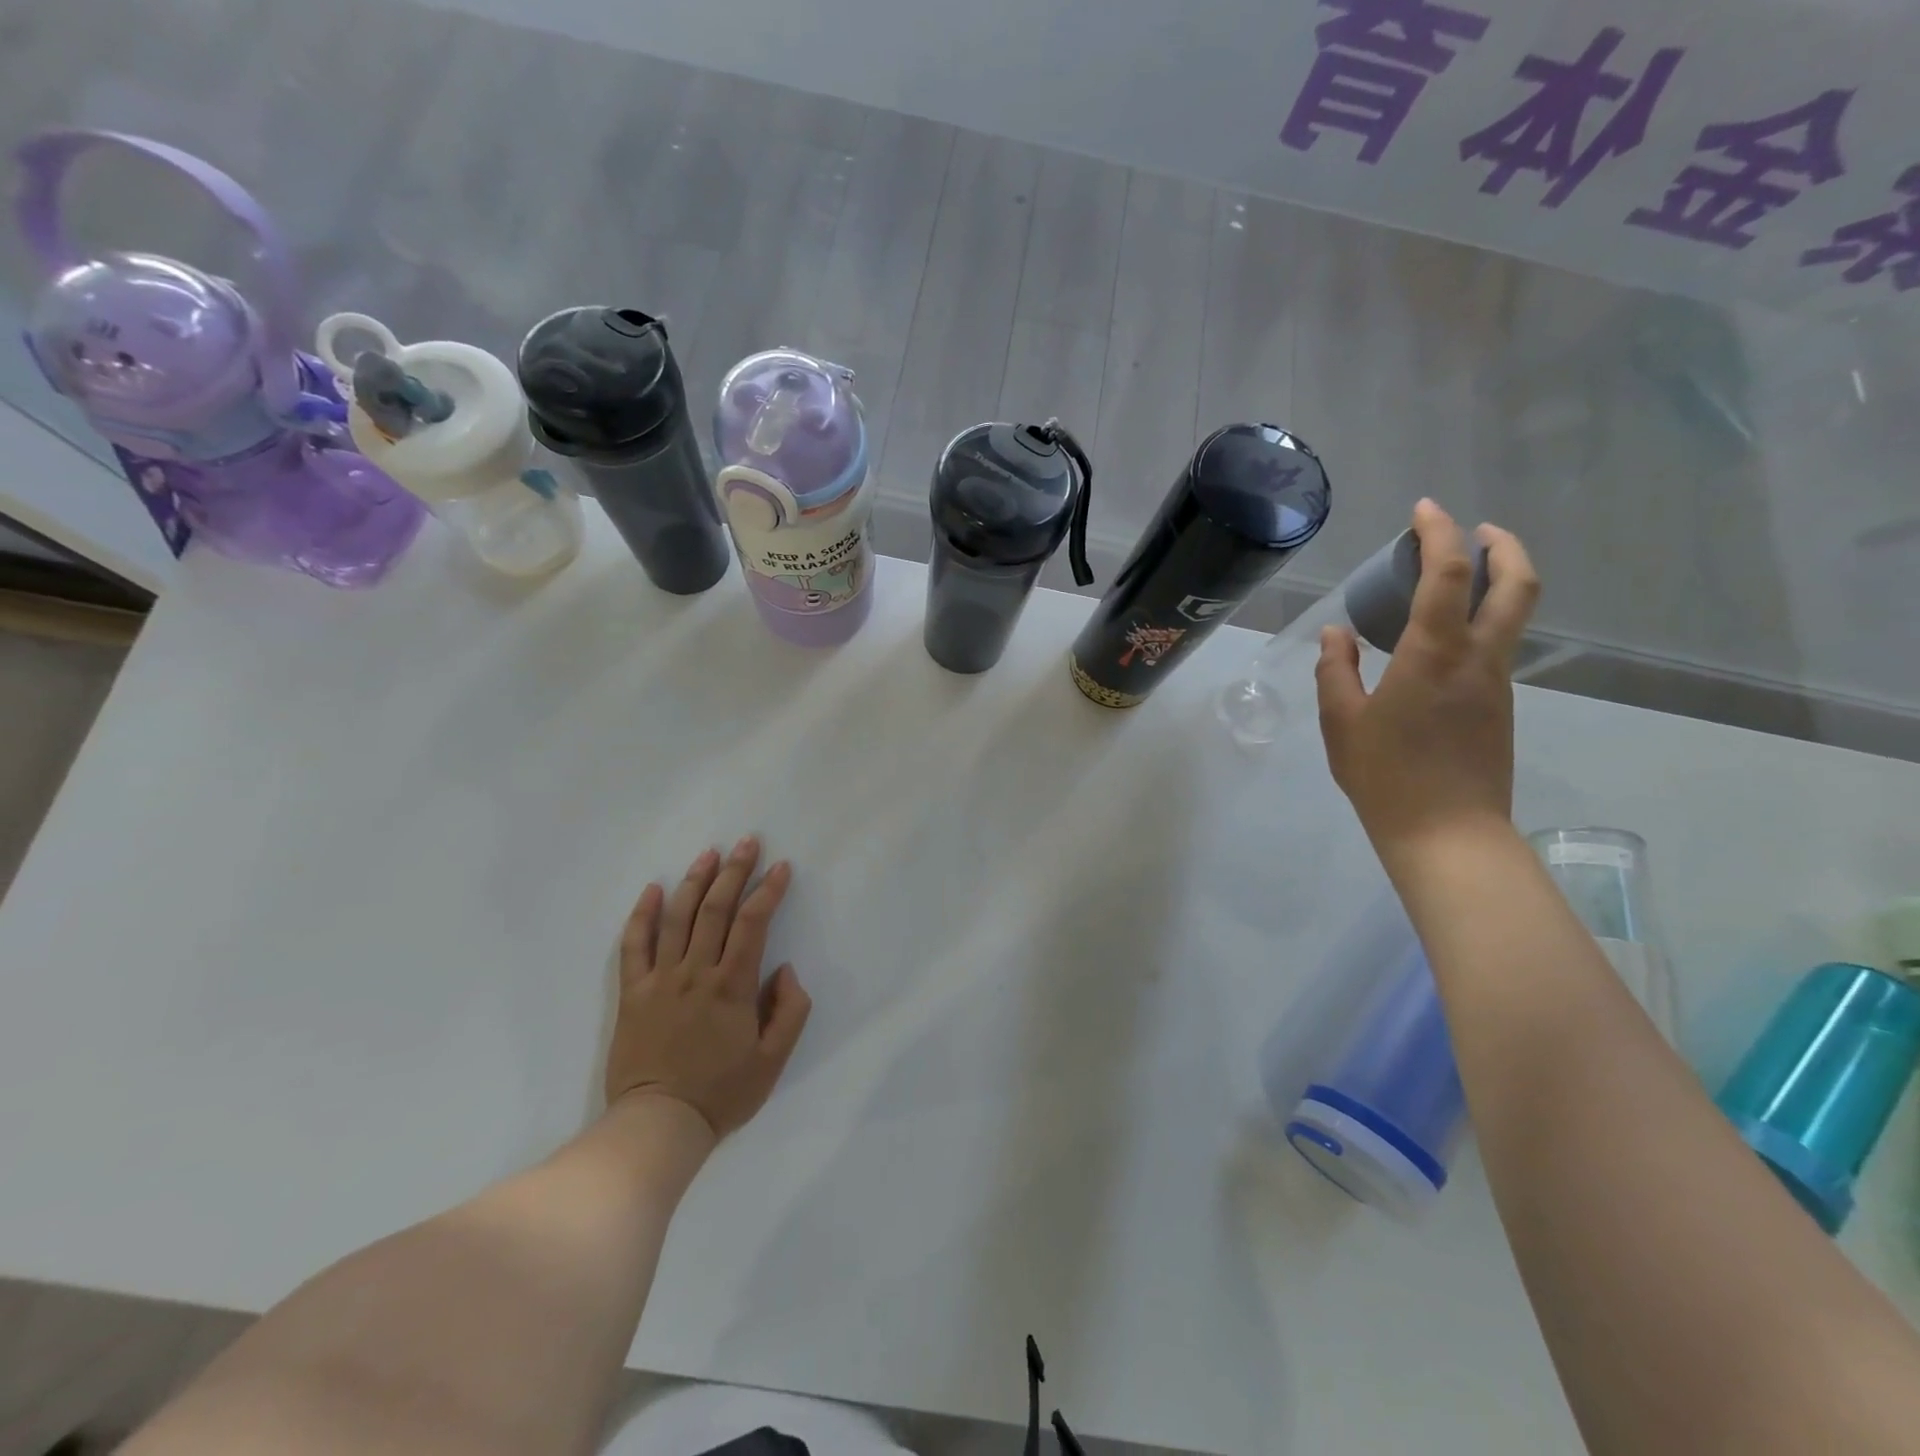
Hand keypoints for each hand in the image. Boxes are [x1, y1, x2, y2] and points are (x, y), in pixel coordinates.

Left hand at [605, 837, 811, 1138]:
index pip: (754, 923)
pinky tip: (652, 889)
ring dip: (694, 881)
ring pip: (677, 917)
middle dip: (735, 871)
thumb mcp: (773, 1060)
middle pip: (716, 908)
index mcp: (732, 986)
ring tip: (708, 854)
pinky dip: (642, 915)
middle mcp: (696, 972)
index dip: (769, 890)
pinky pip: (634, 946)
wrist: (657, 1125)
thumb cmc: (721, 1093)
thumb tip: (785, 969)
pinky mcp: (632, 993)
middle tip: (747, 842)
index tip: (782, 866)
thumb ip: (789, 1011)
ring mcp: (660, 979)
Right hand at [1316, 499, 1540, 858]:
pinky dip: (1480, 621)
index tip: (1424, 510)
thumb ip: (1336, 670)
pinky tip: (1440, 640)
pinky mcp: (1499, 707)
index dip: (1440, 533)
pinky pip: (1496, 646)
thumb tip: (1336, 632)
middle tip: (1477, 529)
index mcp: (1435, 655)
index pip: (1450, 574)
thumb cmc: (1385, 776)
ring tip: (1456, 578)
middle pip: (1517, 585)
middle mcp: (1479, 659)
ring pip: (1514, 615)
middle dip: (1504, 545)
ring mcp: (1497, 684)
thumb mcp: (1342, 723)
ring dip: (1496, 581)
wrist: (1447, 833)